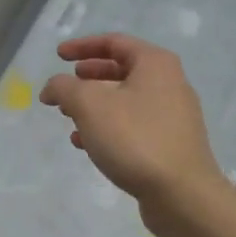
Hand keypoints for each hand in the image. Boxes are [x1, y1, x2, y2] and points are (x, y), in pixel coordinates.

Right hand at [39, 33, 230, 236]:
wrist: (182, 194)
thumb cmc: (135, 139)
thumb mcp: (89, 105)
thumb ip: (64, 88)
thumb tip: (53, 87)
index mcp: (155, 64)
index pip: (115, 42)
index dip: (82, 46)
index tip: (58, 55)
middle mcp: (169, 83)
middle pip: (121, 70)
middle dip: (88, 77)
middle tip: (65, 87)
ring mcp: (172, 115)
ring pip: (125, 100)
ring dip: (94, 105)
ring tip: (68, 117)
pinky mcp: (170, 143)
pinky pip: (132, 125)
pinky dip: (107, 127)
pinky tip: (85, 144)